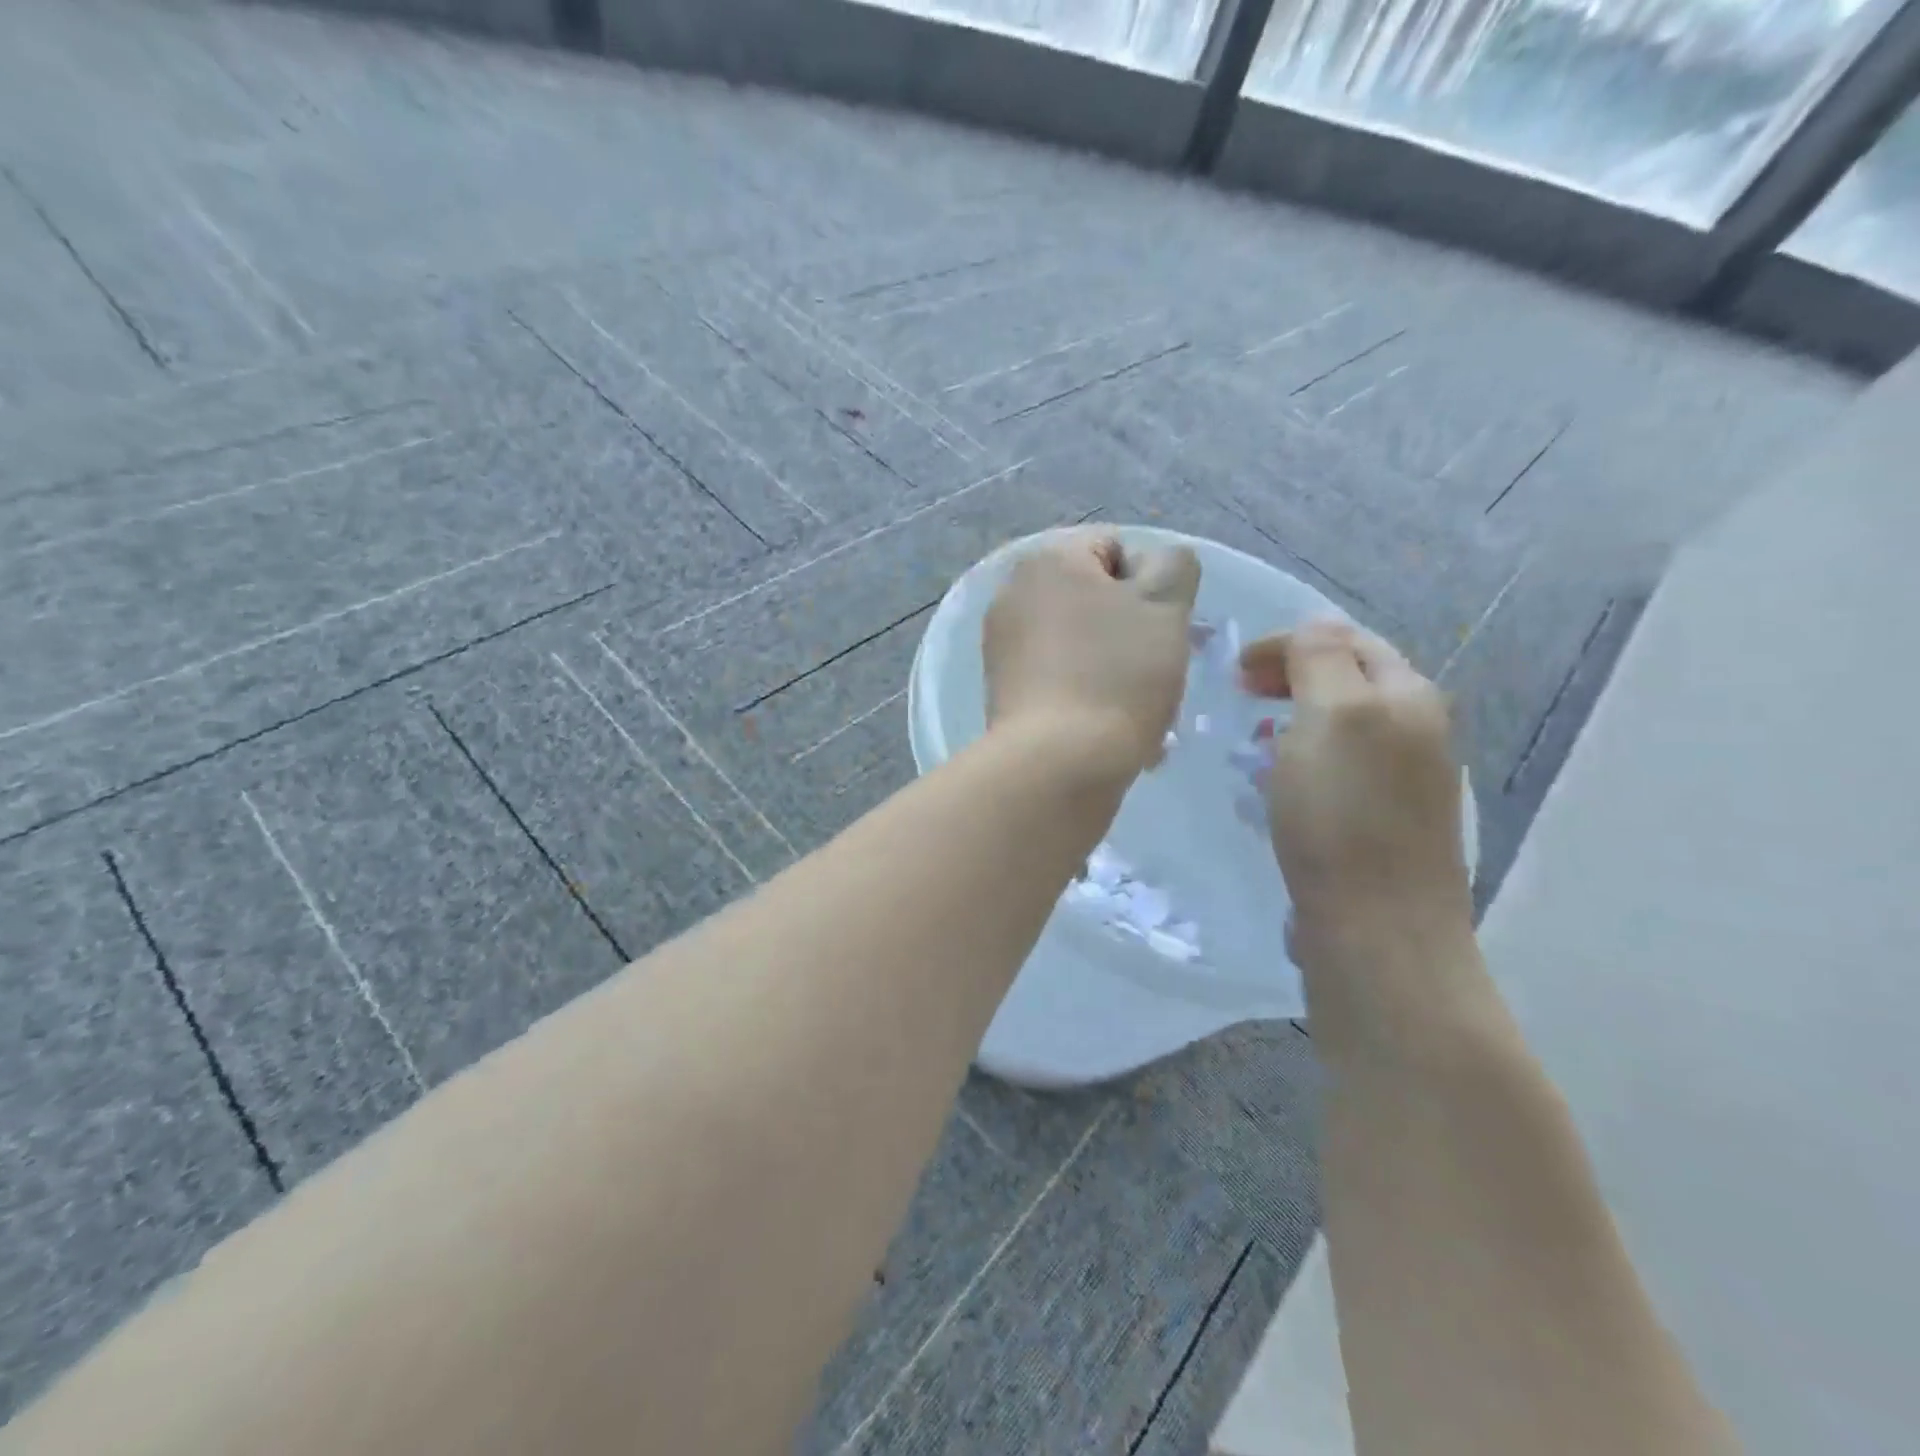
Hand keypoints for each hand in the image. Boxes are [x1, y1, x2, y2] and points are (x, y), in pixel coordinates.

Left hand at [983, 531, 1199, 775]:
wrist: (1056, 763)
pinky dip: (1085, 694)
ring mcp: (1001, 645)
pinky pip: (1057, 678)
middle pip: (1094, 600)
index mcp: (1047, 560)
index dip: (1151, 585)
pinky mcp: (1001, 690)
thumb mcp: (1165, 606)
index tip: (1162, 629)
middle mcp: (1013, 594)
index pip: (1115, 548)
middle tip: (1156, 671)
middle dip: (1131, 631)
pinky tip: (1108, 727)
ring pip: (1080, 644)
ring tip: (1138, 709)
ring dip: (1114, 667)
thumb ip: (1173, 567)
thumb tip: (1156, 565)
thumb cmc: (1117, 675)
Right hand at [1240, 621, 1470, 951]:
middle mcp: (1417, 730)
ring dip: (1295, 719)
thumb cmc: (1343, 816)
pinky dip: (1303, 760)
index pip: (1346, 640)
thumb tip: (1315, 625)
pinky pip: (1339, 769)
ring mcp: (1405, 781)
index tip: (1235, 671)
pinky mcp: (1384, 822)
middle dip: (1293, 676)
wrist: (1379, 928)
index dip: (1287, 644)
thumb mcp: (1330, 717)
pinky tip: (1278, 787)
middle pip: (1350, 680)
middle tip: (1240, 695)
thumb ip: (1321, 659)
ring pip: (1342, 726)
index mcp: (1408, 696)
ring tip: (1254, 739)